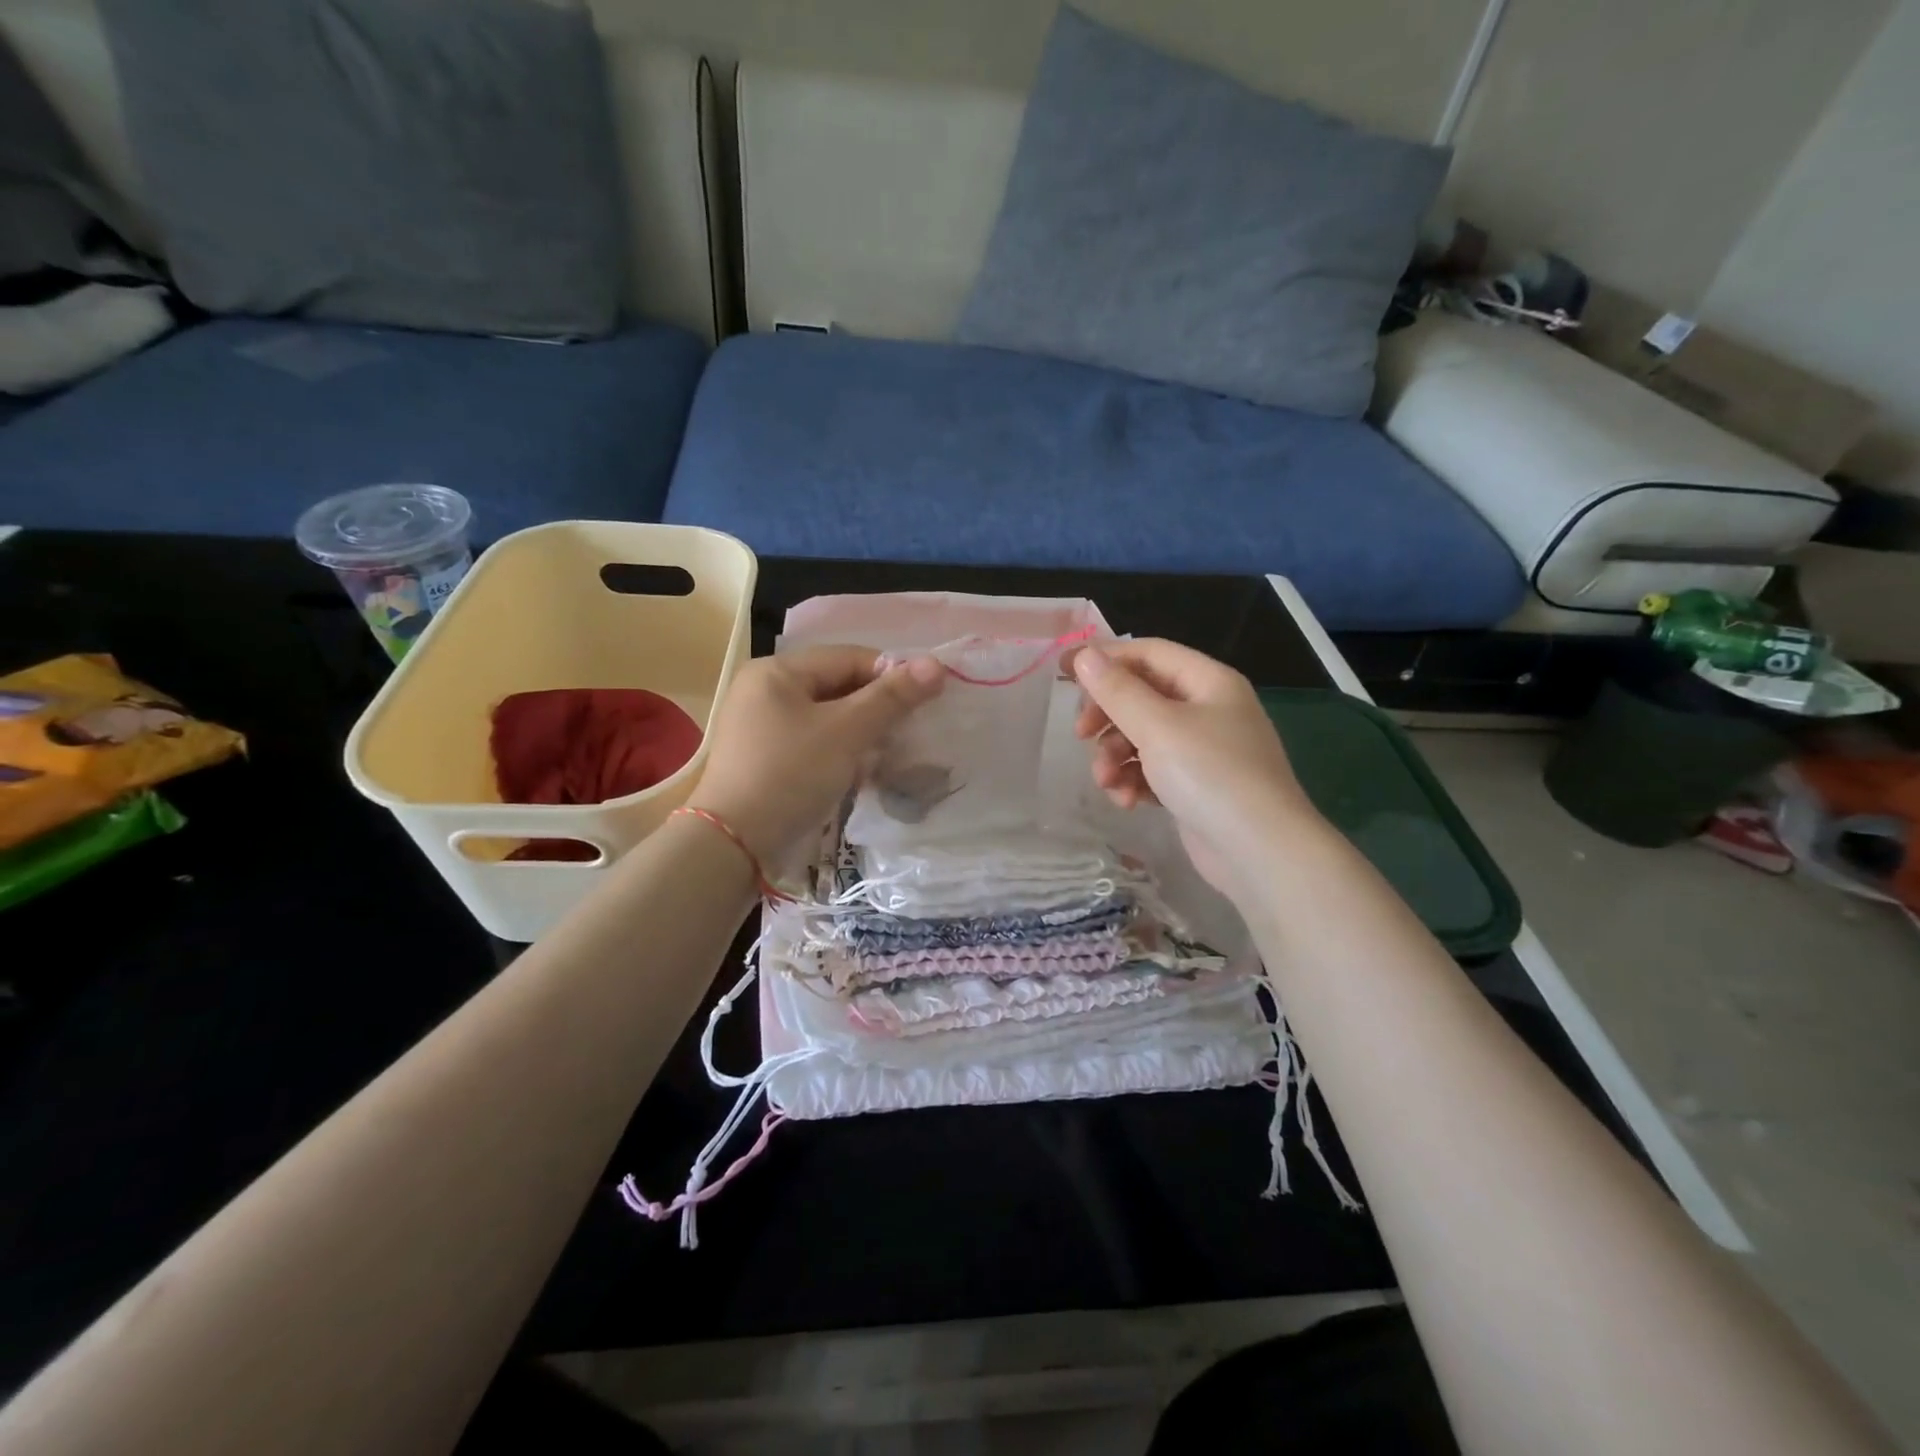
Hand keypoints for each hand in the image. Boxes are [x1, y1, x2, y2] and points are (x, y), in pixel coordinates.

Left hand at [688, 645, 944, 867]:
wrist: (734, 844)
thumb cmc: (791, 775)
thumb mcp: (846, 732)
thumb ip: (891, 697)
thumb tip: (936, 664)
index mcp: (777, 671)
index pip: (848, 658)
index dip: (891, 674)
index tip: (928, 698)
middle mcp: (766, 690)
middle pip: (838, 687)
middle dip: (878, 708)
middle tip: (911, 731)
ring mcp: (764, 726)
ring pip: (829, 717)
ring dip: (864, 733)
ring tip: (892, 754)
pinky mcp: (768, 758)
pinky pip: (815, 742)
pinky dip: (842, 752)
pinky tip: (865, 773)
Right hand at [1071, 640, 1318, 898]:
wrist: (1260, 852)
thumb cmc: (1210, 775)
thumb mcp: (1158, 726)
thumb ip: (1117, 690)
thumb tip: (1085, 656)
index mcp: (1208, 681)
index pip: (1147, 653)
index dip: (1104, 658)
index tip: (1062, 672)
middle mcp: (1207, 708)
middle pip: (1141, 695)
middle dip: (1107, 716)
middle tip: (1080, 735)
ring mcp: (1202, 750)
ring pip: (1141, 736)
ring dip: (1115, 756)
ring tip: (1107, 783)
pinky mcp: (1194, 786)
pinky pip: (1152, 769)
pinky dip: (1134, 780)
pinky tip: (1126, 801)